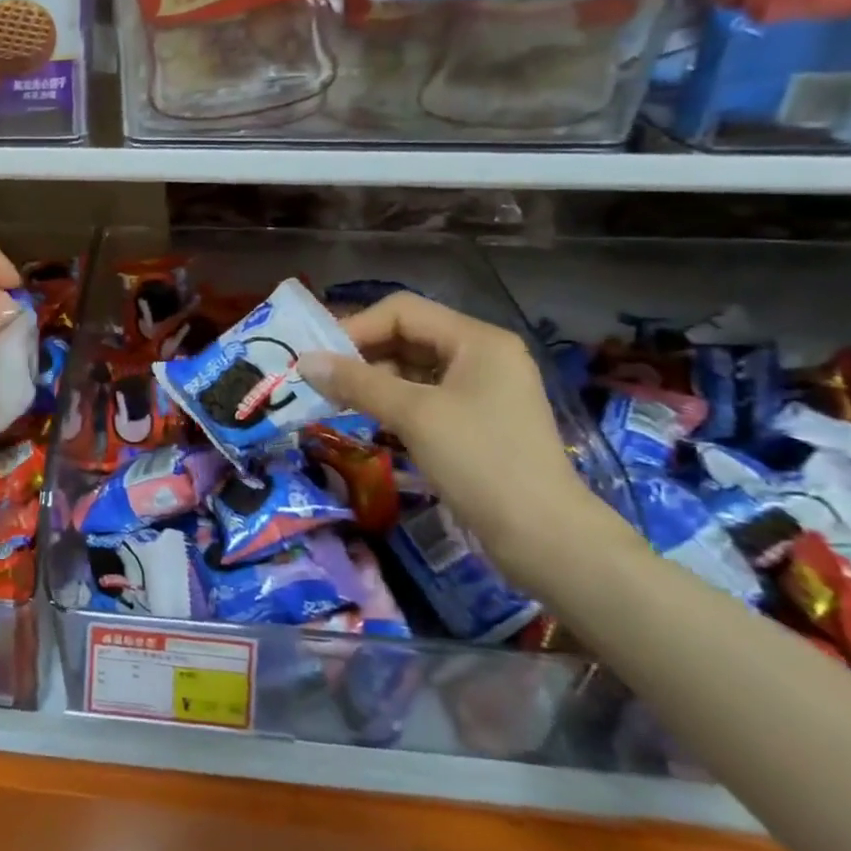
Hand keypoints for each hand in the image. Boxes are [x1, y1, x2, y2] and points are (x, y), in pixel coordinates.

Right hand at [300, 291, 628, 587]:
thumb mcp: (414, 416)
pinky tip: (365, 418)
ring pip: (413, 368)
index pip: (403, 311)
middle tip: (319, 380)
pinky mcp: (476, 421)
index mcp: (477, 340)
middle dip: (362, 355)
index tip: (319, 358)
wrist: (545, 538)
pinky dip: (392, 402)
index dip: (357, 327)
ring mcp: (481, 390)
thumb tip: (304, 361)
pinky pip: (424, 396)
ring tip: (334, 400)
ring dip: (373, 380)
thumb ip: (357, 383)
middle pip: (408, 336)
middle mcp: (481, 355)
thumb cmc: (481, 463)